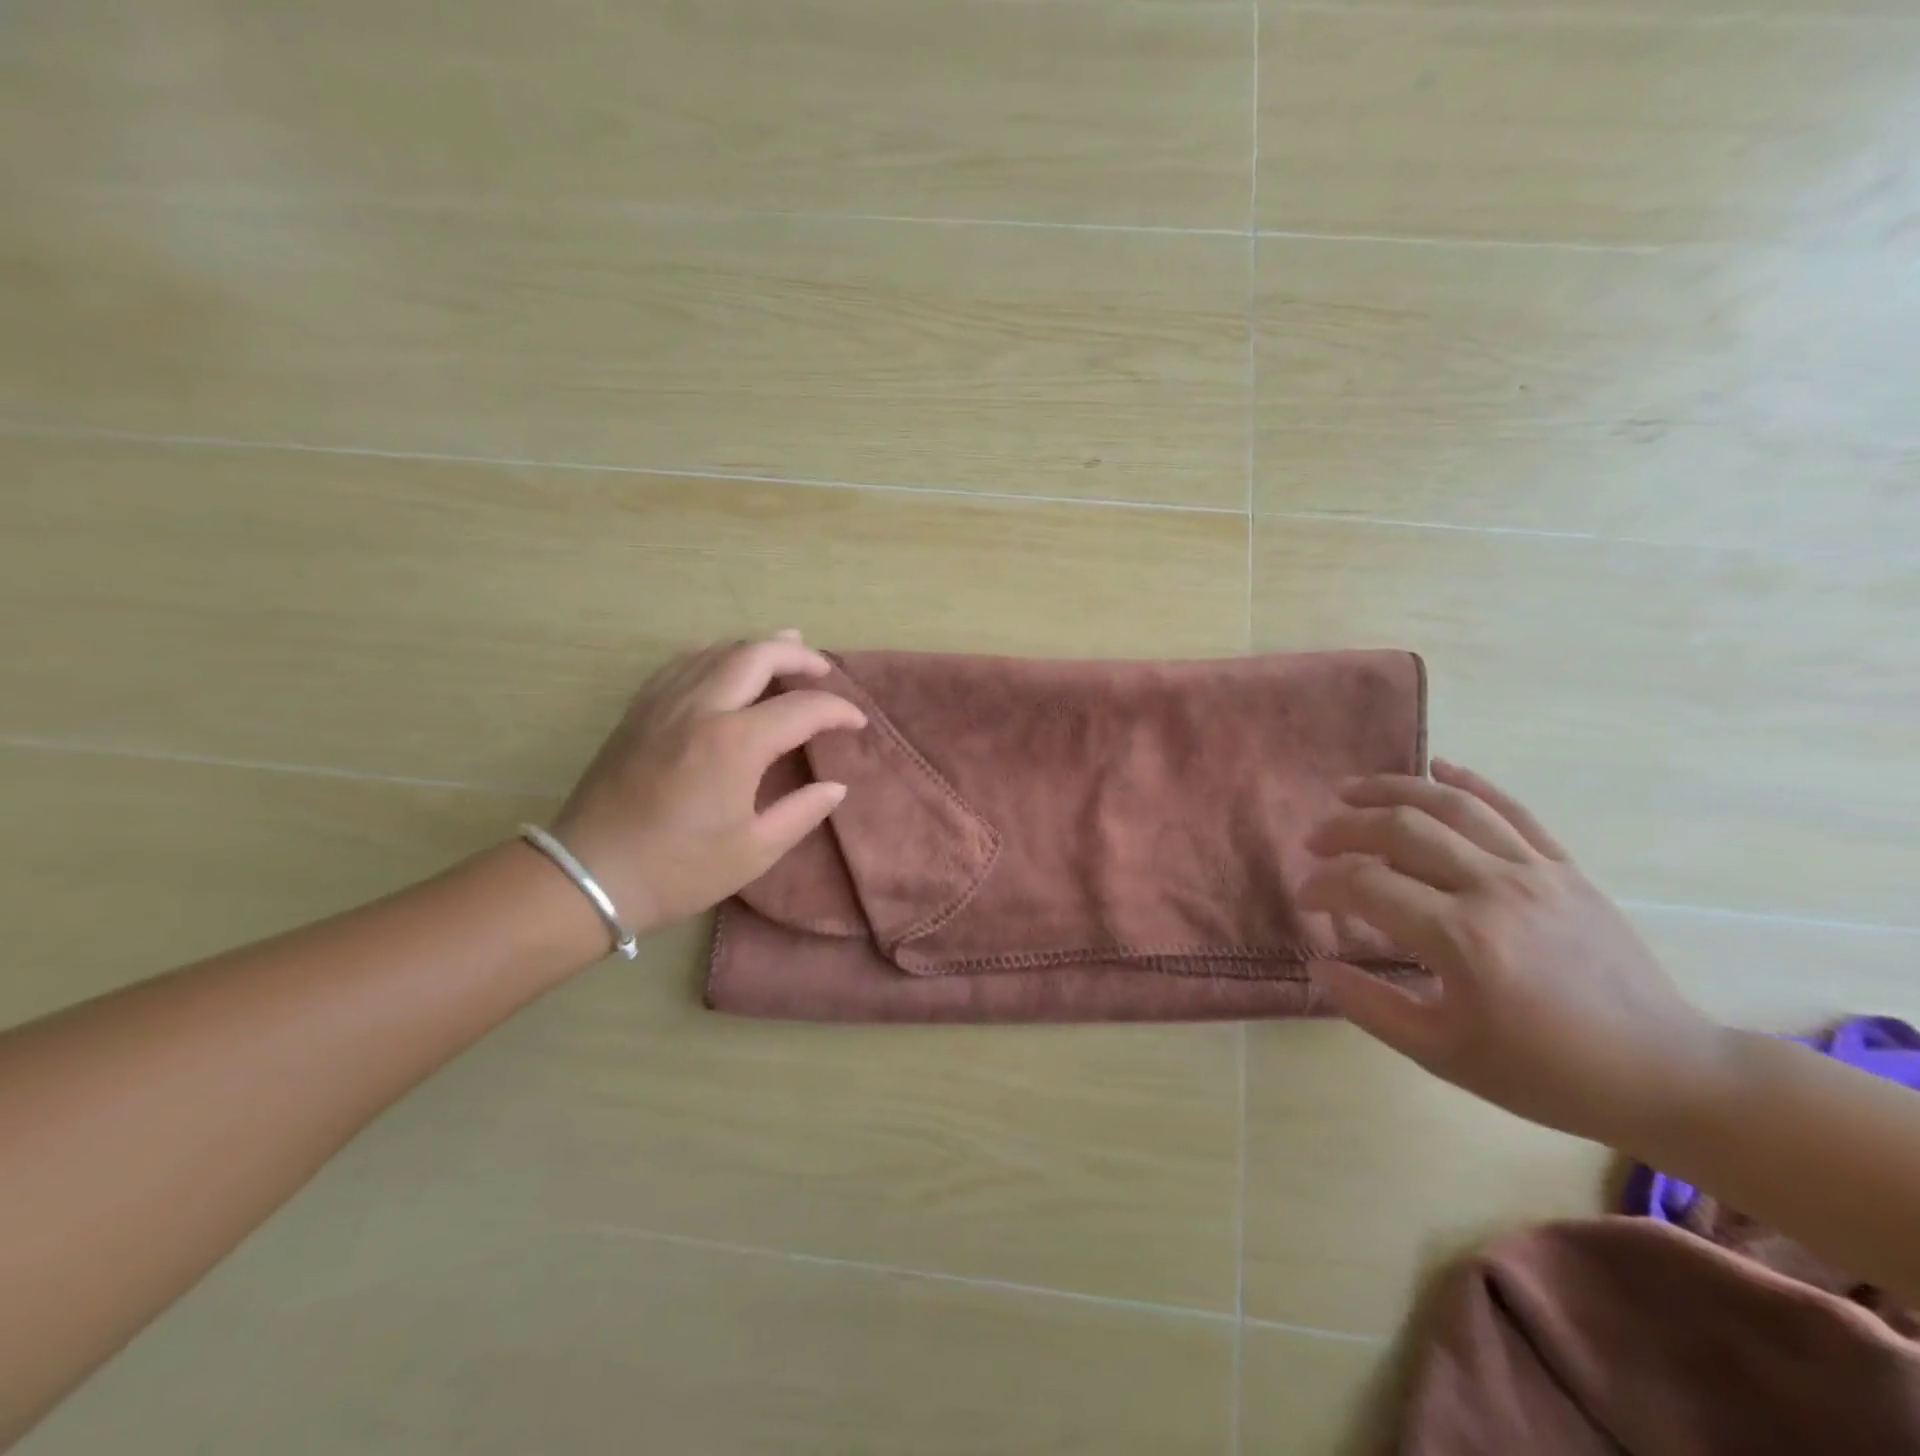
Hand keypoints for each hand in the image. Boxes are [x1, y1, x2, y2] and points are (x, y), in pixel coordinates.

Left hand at [550, 631, 866, 934]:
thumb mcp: (754, 852)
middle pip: (757, 654)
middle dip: (798, 654)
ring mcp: (664, 703)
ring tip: (784, 647)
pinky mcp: (639, 710)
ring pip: (716, 649)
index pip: (802, 708)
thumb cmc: (678, 869)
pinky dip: (713, 653)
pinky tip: (723, 663)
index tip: (856, 723)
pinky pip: (681, 662)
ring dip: (756, 645)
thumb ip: (802, 812)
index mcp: (735, 743)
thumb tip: (835, 786)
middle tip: (823, 668)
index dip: (837, 710)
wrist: (589, 875)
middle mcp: (701, 708)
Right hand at [1299, 760, 1725, 1149]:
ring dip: (1392, 790)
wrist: (1665, 1074)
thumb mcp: (1442, 1054)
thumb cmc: (1545, 1072)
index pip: (1366, 885)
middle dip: (1345, 829)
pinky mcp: (1565, 868)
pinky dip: (1470, 783)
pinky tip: (1438, 768)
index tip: (1305, 899)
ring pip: (1451, 806)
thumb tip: (1318, 964)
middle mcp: (1494, 889)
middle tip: (1315, 842)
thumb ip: (1370, 1006)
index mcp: (1461, 938)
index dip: (1323, 885)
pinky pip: (1512, 810)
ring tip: (1351, 791)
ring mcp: (1535, 871)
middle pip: (1401, 829)